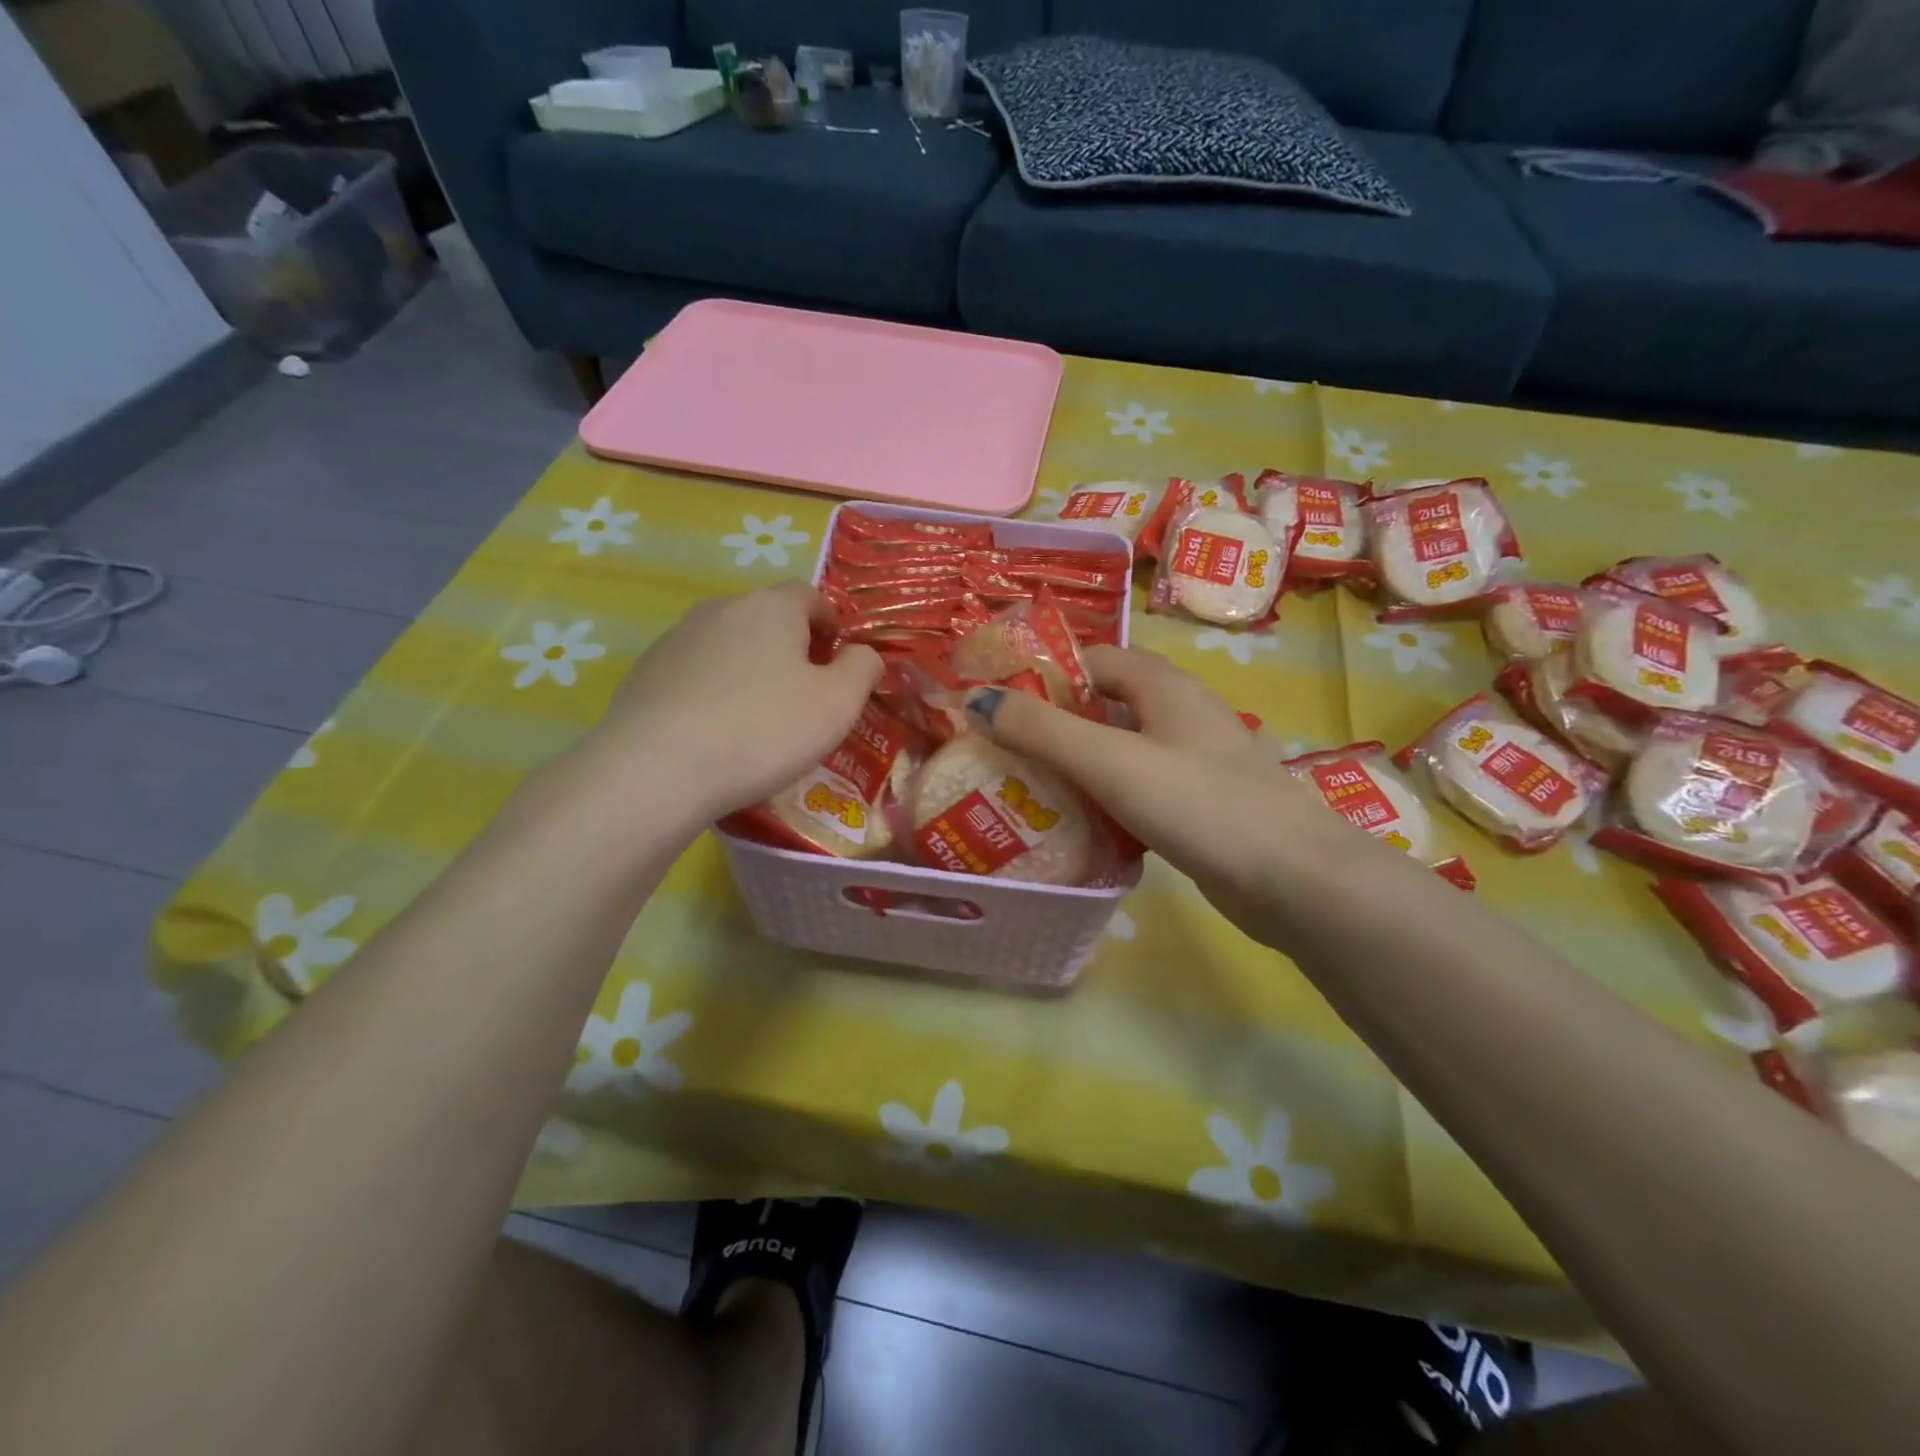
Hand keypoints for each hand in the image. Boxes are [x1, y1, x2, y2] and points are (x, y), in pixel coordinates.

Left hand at [580, 583, 881, 818]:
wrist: (658, 769)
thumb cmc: (764, 730)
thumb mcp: (838, 703)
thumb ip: (862, 669)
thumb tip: (862, 653)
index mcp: (771, 607)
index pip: (811, 596)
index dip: (832, 625)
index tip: (838, 663)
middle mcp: (721, 609)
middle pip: (768, 618)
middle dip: (792, 649)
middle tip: (804, 696)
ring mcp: (676, 639)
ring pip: (729, 646)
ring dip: (751, 670)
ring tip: (758, 720)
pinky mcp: (645, 673)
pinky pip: (695, 674)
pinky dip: (713, 692)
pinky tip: (716, 733)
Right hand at [974, 646, 1358, 945]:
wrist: (1293, 880)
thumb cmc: (1199, 803)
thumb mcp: (1110, 761)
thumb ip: (1041, 730)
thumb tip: (976, 700)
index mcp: (1164, 685)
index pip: (1092, 659)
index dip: (1044, 675)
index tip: (998, 706)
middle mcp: (1181, 713)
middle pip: (1104, 705)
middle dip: (1053, 724)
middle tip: (1003, 753)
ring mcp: (1194, 760)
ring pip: (1120, 749)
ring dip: (1077, 764)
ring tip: (1027, 790)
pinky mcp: (1199, 803)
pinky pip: (1138, 787)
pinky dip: (1105, 797)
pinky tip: (1079, 824)